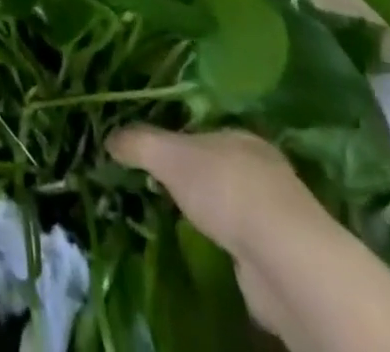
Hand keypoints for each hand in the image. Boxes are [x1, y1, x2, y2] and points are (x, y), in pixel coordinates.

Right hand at [107, 126, 328, 258]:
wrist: (281, 258)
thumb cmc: (225, 188)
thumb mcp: (169, 156)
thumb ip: (139, 143)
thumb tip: (108, 138)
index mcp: (240, 136)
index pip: (206, 132)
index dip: (181, 140)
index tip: (157, 154)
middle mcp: (263, 169)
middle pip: (221, 166)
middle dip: (197, 177)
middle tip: (163, 187)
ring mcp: (276, 214)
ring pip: (235, 205)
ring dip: (214, 213)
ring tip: (182, 220)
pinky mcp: (281, 255)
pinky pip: (245, 242)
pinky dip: (228, 245)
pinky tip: (210, 251)